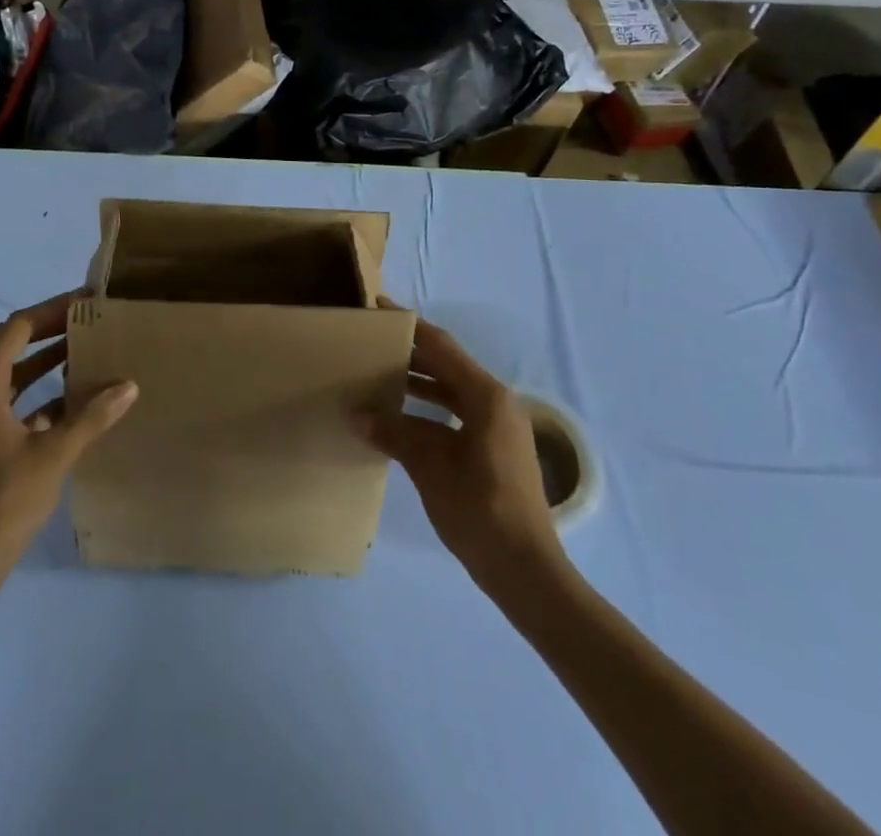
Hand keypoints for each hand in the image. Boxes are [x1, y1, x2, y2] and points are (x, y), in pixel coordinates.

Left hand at [0, 291, 137, 582]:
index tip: (84, 303)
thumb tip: (128, 386)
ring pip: (9, 376)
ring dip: (42, 361)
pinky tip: (72, 403)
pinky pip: (11, 404)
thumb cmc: (4, 501)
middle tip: (83, 321)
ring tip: (82, 352)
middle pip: (7, 346)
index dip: (49, 312)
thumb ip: (91, 417)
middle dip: (44, 330)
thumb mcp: (53, 455)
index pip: (14, 330)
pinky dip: (39, 395)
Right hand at [358, 311, 567, 597]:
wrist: (526, 571)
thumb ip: (393, 433)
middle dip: (409, 353)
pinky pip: (453, 414)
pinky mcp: (492, 449)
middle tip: (370, 343)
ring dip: (416, 382)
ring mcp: (496, 427)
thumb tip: (354, 413)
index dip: (409, 325)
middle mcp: (495, 403)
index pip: (441, 347)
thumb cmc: (481, 510)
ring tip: (376, 375)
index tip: (378, 308)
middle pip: (445, 365)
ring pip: (449, 391)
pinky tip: (396, 418)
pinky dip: (426, 410)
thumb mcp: (431, 467)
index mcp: (486, 396)